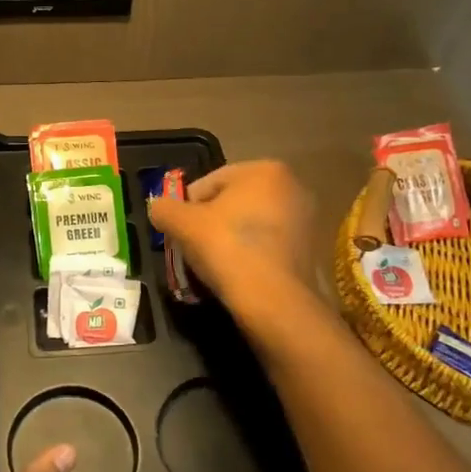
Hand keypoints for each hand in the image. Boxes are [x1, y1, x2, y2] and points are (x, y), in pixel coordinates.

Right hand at [148, 160, 317, 318]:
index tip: (178, 232)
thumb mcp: (182, 223)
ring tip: (213, 265)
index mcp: (264, 170)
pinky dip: (251, 256)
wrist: (275, 301)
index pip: (209, 183)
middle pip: (232, 203)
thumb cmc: (227, 248)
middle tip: (193, 248)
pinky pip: (268, 247)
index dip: (186, 207)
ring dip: (230, 240)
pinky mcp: (312, 251)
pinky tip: (238, 276)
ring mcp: (306, 220)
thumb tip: (158, 208)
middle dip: (210, 223)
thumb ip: (164, 209)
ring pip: (251, 226)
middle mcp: (292, 187)